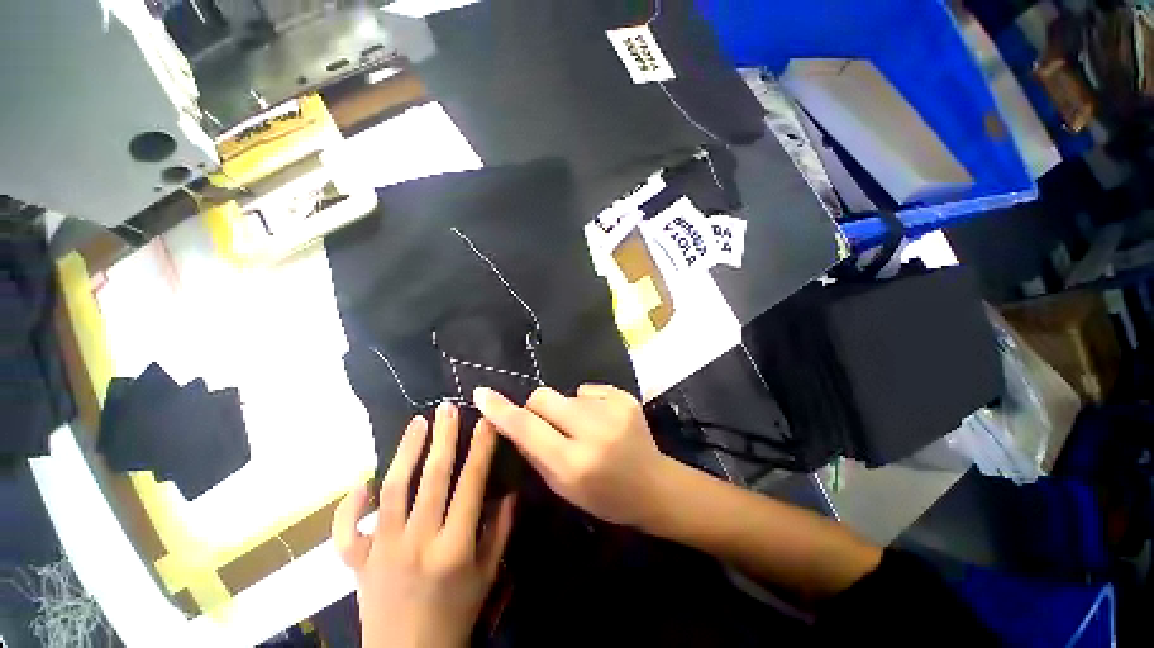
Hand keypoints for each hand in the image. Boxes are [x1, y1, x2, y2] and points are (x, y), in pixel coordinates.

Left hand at [332, 403, 515, 647]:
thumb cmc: (456, 615)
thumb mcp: (487, 575)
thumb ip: (500, 530)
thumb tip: (509, 490)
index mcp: (454, 547)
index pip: (471, 483)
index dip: (481, 448)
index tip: (486, 421)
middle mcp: (418, 542)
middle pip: (432, 478)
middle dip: (443, 438)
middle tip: (447, 409)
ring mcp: (382, 551)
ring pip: (393, 490)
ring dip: (405, 452)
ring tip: (417, 424)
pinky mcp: (358, 562)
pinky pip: (347, 530)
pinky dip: (350, 505)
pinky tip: (362, 482)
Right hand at [473, 384, 672, 527]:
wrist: (653, 486)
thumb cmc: (604, 496)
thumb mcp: (563, 486)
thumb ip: (534, 452)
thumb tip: (511, 421)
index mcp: (573, 463)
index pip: (526, 428)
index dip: (501, 411)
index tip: (482, 393)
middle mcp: (592, 432)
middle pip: (543, 397)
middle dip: (536, 407)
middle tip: (548, 424)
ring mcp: (612, 410)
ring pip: (566, 395)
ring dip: (566, 409)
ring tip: (584, 428)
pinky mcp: (625, 397)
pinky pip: (588, 390)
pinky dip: (587, 403)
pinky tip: (602, 421)